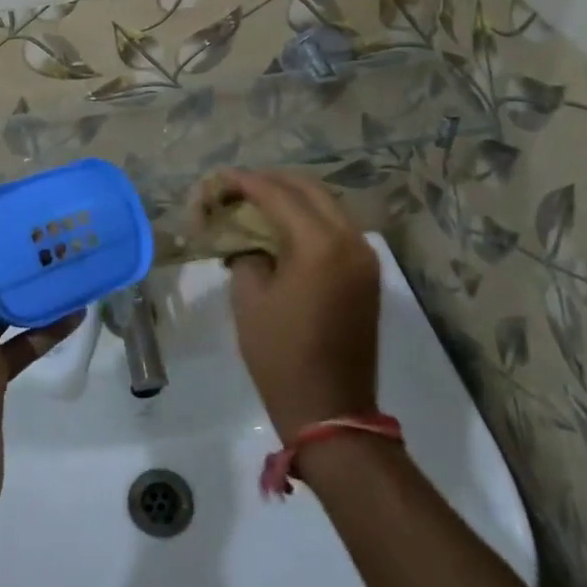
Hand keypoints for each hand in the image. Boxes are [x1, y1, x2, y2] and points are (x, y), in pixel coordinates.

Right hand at [211, 169, 382, 440]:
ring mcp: (364, 257)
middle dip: (271, 181)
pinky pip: (336, 227)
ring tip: (256, 202)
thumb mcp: (248, 298)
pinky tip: (282, 226)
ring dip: (292, 196)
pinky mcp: (366, 274)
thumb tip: (246, 239)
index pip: (277, 194)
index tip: (219, 178)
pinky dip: (309, 217)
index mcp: (318, 244)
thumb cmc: (280, 354)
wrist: (330, 409)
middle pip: (308, 189)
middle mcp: (349, 240)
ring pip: (327, 205)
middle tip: (237, 187)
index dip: (245, 182)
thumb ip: (246, 253)